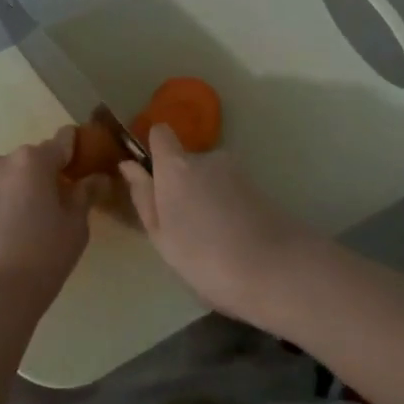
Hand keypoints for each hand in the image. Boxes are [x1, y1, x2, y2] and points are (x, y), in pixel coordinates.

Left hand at [0, 127, 99, 317]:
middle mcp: (2, 160)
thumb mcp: (75, 226)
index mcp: (34, 159)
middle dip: (47, 175)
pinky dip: (4, 202)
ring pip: (10, 176)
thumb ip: (85, 195)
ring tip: (32, 222)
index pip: (63, 141)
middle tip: (60, 205)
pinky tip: (11, 230)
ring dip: (23, 188)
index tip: (84, 167)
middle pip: (34, 159)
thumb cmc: (42, 256)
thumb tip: (97, 178)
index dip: (76, 151)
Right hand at [120, 124, 316, 324]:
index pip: (160, 134)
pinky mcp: (259, 187)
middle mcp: (206, 157)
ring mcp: (236, 171)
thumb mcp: (161, 235)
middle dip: (182, 186)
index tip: (151, 176)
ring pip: (210, 180)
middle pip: (186, 162)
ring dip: (206, 200)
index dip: (154, 149)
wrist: (274, 269)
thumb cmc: (204, 257)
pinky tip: (232, 243)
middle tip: (182, 228)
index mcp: (176, 166)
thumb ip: (144, 196)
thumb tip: (129, 165)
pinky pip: (230, 193)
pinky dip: (227, 210)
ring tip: (210, 242)